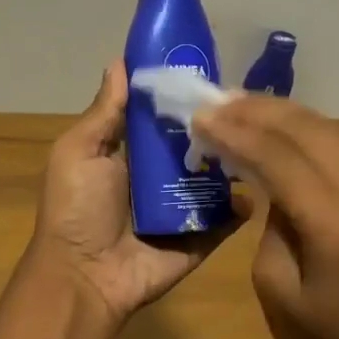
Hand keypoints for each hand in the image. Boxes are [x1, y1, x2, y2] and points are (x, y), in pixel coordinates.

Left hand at [26, 61, 244, 323]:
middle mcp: (160, 176)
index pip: (162, 116)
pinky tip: (258, 185)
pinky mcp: (202, 237)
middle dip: (217, 124)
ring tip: (262, 136)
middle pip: (195, 143)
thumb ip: (105, 112)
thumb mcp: (79, 152)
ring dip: (236, 159)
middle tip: (247, 101)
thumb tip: (119, 61)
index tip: (208, 65)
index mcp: (131, 152)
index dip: (180, 93)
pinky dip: (243, 205)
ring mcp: (184, 207)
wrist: (85, 276)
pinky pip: (228, 218)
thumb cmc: (76, 209)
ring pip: (218, 176)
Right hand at [193, 96, 338, 338]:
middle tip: (217, 102)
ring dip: (282, 114)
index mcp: (337, 227)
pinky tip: (272, 127)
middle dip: (260, 110)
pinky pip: (337, 148)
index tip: (201, 118)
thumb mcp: (275, 286)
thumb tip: (266, 183)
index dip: (238, 133)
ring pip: (328, 131)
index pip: (282, 159)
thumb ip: (270, 223)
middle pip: (311, 130)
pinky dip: (301, 132)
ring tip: (238, 105)